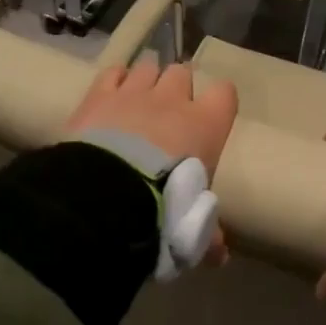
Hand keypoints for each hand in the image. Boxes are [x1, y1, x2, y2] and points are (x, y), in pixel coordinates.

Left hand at [64, 61, 237, 266]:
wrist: (109, 194)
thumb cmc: (165, 207)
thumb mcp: (194, 227)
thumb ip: (207, 234)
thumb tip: (220, 256)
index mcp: (207, 124)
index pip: (225, 93)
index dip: (218, 102)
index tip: (211, 117)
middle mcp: (174, 99)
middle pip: (182, 73)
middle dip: (177, 88)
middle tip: (169, 113)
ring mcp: (135, 91)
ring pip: (148, 67)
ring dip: (146, 81)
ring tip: (138, 102)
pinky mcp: (100, 93)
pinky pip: (113, 72)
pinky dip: (114, 80)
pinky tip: (110, 95)